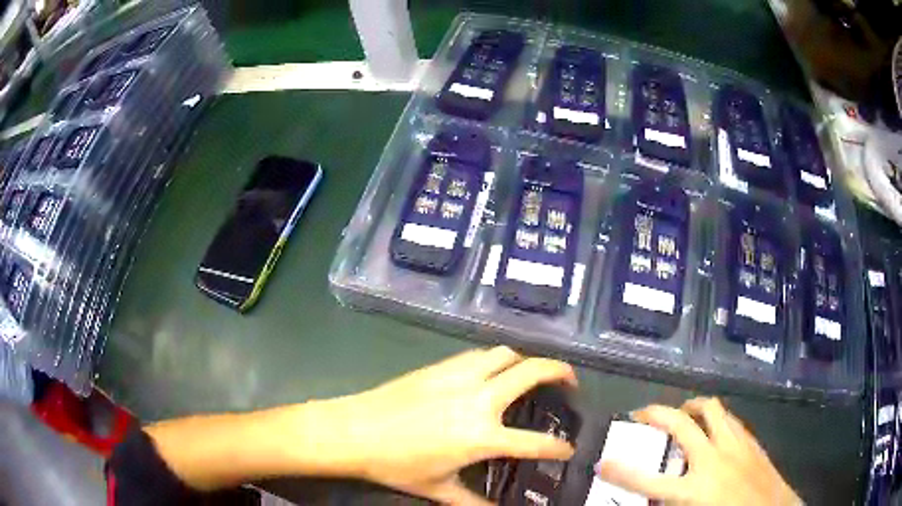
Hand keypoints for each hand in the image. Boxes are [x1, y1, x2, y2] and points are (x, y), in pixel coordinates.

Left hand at [301, 346, 577, 504]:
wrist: (354, 430)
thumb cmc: (396, 464)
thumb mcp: (438, 489)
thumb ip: (473, 503)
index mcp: (481, 436)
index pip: (534, 442)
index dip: (558, 447)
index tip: (569, 448)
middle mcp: (479, 399)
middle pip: (531, 372)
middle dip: (560, 372)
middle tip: (570, 382)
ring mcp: (459, 377)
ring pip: (505, 354)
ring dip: (525, 361)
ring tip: (531, 374)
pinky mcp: (441, 367)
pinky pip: (479, 355)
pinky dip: (496, 360)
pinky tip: (491, 373)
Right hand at [597, 397, 801, 505]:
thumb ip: (675, 503)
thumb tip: (658, 497)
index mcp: (696, 490)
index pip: (649, 481)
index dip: (622, 472)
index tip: (603, 462)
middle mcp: (714, 460)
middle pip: (682, 426)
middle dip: (658, 414)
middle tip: (643, 414)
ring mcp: (736, 446)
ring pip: (712, 410)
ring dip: (692, 407)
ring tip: (682, 412)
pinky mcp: (751, 442)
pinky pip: (730, 419)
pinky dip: (716, 417)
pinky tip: (713, 428)